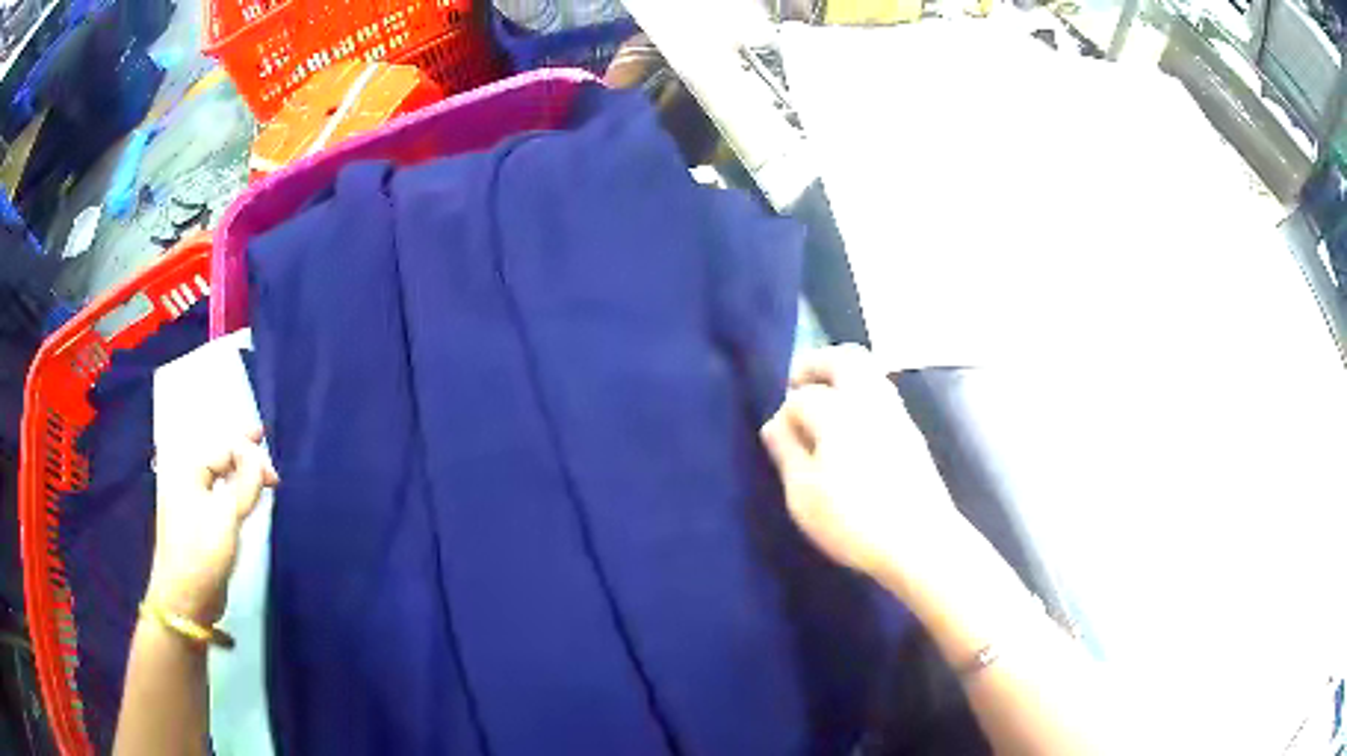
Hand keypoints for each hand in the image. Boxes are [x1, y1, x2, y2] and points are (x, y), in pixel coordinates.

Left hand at [147, 429, 277, 624]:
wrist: (185, 598)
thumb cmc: (203, 552)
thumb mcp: (227, 515)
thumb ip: (245, 482)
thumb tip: (258, 458)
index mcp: (188, 470)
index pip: (222, 447)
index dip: (249, 451)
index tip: (273, 472)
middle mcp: (186, 480)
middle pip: (217, 455)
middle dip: (241, 450)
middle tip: (264, 446)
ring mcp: (190, 503)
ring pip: (217, 474)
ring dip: (238, 470)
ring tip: (259, 474)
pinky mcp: (197, 525)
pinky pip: (216, 493)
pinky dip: (232, 489)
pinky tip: (242, 495)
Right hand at [761, 345, 961, 593]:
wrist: (920, 541)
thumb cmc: (853, 520)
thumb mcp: (803, 495)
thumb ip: (787, 453)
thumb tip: (775, 424)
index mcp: (838, 412)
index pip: (802, 397)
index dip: (785, 414)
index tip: (778, 438)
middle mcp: (870, 401)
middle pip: (845, 358)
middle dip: (817, 364)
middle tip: (798, 383)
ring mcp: (897, 414)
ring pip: (870, 373)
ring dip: (843, 377)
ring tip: (824, 406)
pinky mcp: (912, 434)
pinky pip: (882, 395)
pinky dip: (862, 396)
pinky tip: (852, 429)